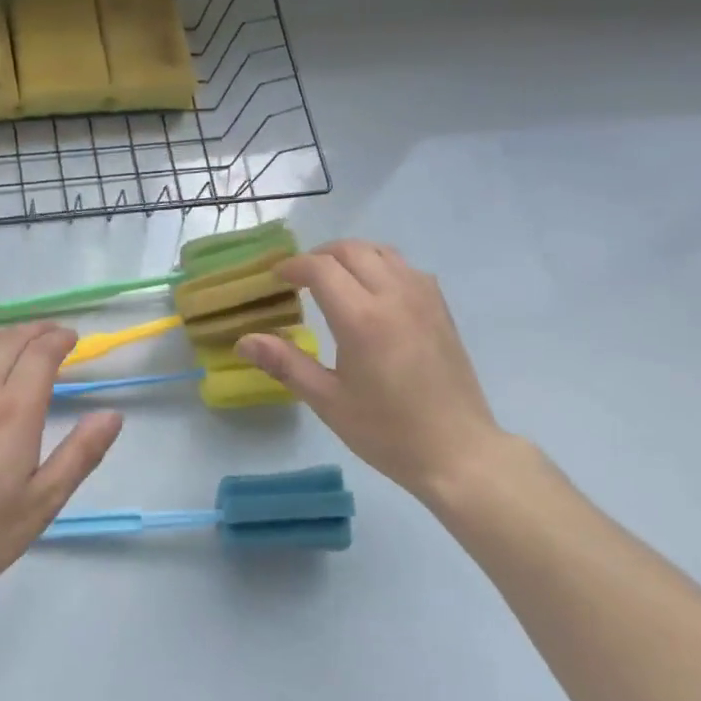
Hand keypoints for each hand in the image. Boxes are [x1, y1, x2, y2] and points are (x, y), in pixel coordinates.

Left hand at [0, 323, 122, 606]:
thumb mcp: (42, 502)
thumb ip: (80, 454)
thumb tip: (112, 416)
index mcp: (13, 410)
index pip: (40, 353)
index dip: (60, 340)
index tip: (75, 340)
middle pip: (10, 340)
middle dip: (37, 331)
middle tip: (56, 335)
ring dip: (8, 337)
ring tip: (25, 344)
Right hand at [236, 240, 502, 507]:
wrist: (457, 451)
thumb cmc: (386, 432)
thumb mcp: (328, 401)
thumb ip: (285, 363)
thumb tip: (243, 341)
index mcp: (362, 318)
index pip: (320, 268)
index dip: (292, 266)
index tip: (274, 278)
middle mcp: (394, 295)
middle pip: (350, 250)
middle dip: (318, 256)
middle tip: (298, 279)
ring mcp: (423, 297)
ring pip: (381, 251)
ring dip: (350, 256)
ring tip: (332, 280)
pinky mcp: (440, 307)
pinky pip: (405, 266)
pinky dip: (379, 265)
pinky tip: (371, 294)